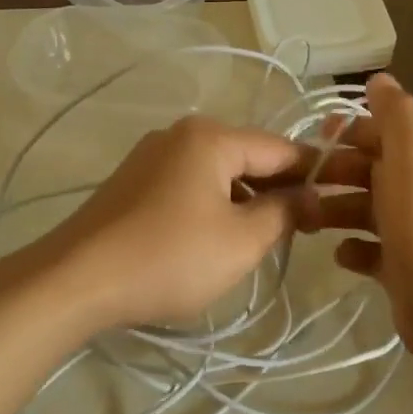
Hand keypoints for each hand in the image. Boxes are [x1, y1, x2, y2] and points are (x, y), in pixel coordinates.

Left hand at [14, 115, 309, 333]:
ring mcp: (152, 154)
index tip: (336, 203)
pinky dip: (213, 204)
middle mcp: (181, 133)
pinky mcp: (134, 180)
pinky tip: (216, 238)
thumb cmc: (169, 257)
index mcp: (211, 137)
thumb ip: (284, 213)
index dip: (312, 175)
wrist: (75, 280)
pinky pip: (189, 183)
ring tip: (261, 240)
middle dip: (277, 189)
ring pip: (218, 172)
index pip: (280, 148)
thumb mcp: (240, 241)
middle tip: (302, 230)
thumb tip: (312, 197)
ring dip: (245, 200)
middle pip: (247, 156)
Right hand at [303, 72, 412, 360]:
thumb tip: (379, 79)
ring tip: (304, 221)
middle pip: (371, 171)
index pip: (385, 134)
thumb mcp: (412, 152)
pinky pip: (370, 250)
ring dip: (335, 210)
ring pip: (366, 210)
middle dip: (335, 172)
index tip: (315, 138)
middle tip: (298, 183)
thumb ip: (395, 112)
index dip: (350, 132)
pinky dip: (352, 249)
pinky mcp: (404, 267)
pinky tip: (339, 254)